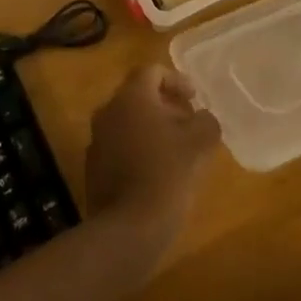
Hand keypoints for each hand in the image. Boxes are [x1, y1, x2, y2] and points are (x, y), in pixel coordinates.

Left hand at [85, 65, 221, 264]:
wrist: (127, 229)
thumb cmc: (166, 175)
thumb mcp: (198, 144)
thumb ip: (205, 122)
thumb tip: (204, 118)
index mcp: (131, 96)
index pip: (152, 71)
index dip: (176, 80)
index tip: (195, 99)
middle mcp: (109, 109)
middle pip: (139, 96)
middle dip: (166, 106)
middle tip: (190, 124)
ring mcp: (97, 138)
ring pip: (128, 122)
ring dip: (152, 129)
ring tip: (178, 151)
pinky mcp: (94, 167)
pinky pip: (119, 147)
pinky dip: (139, 150)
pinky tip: (158, 174)